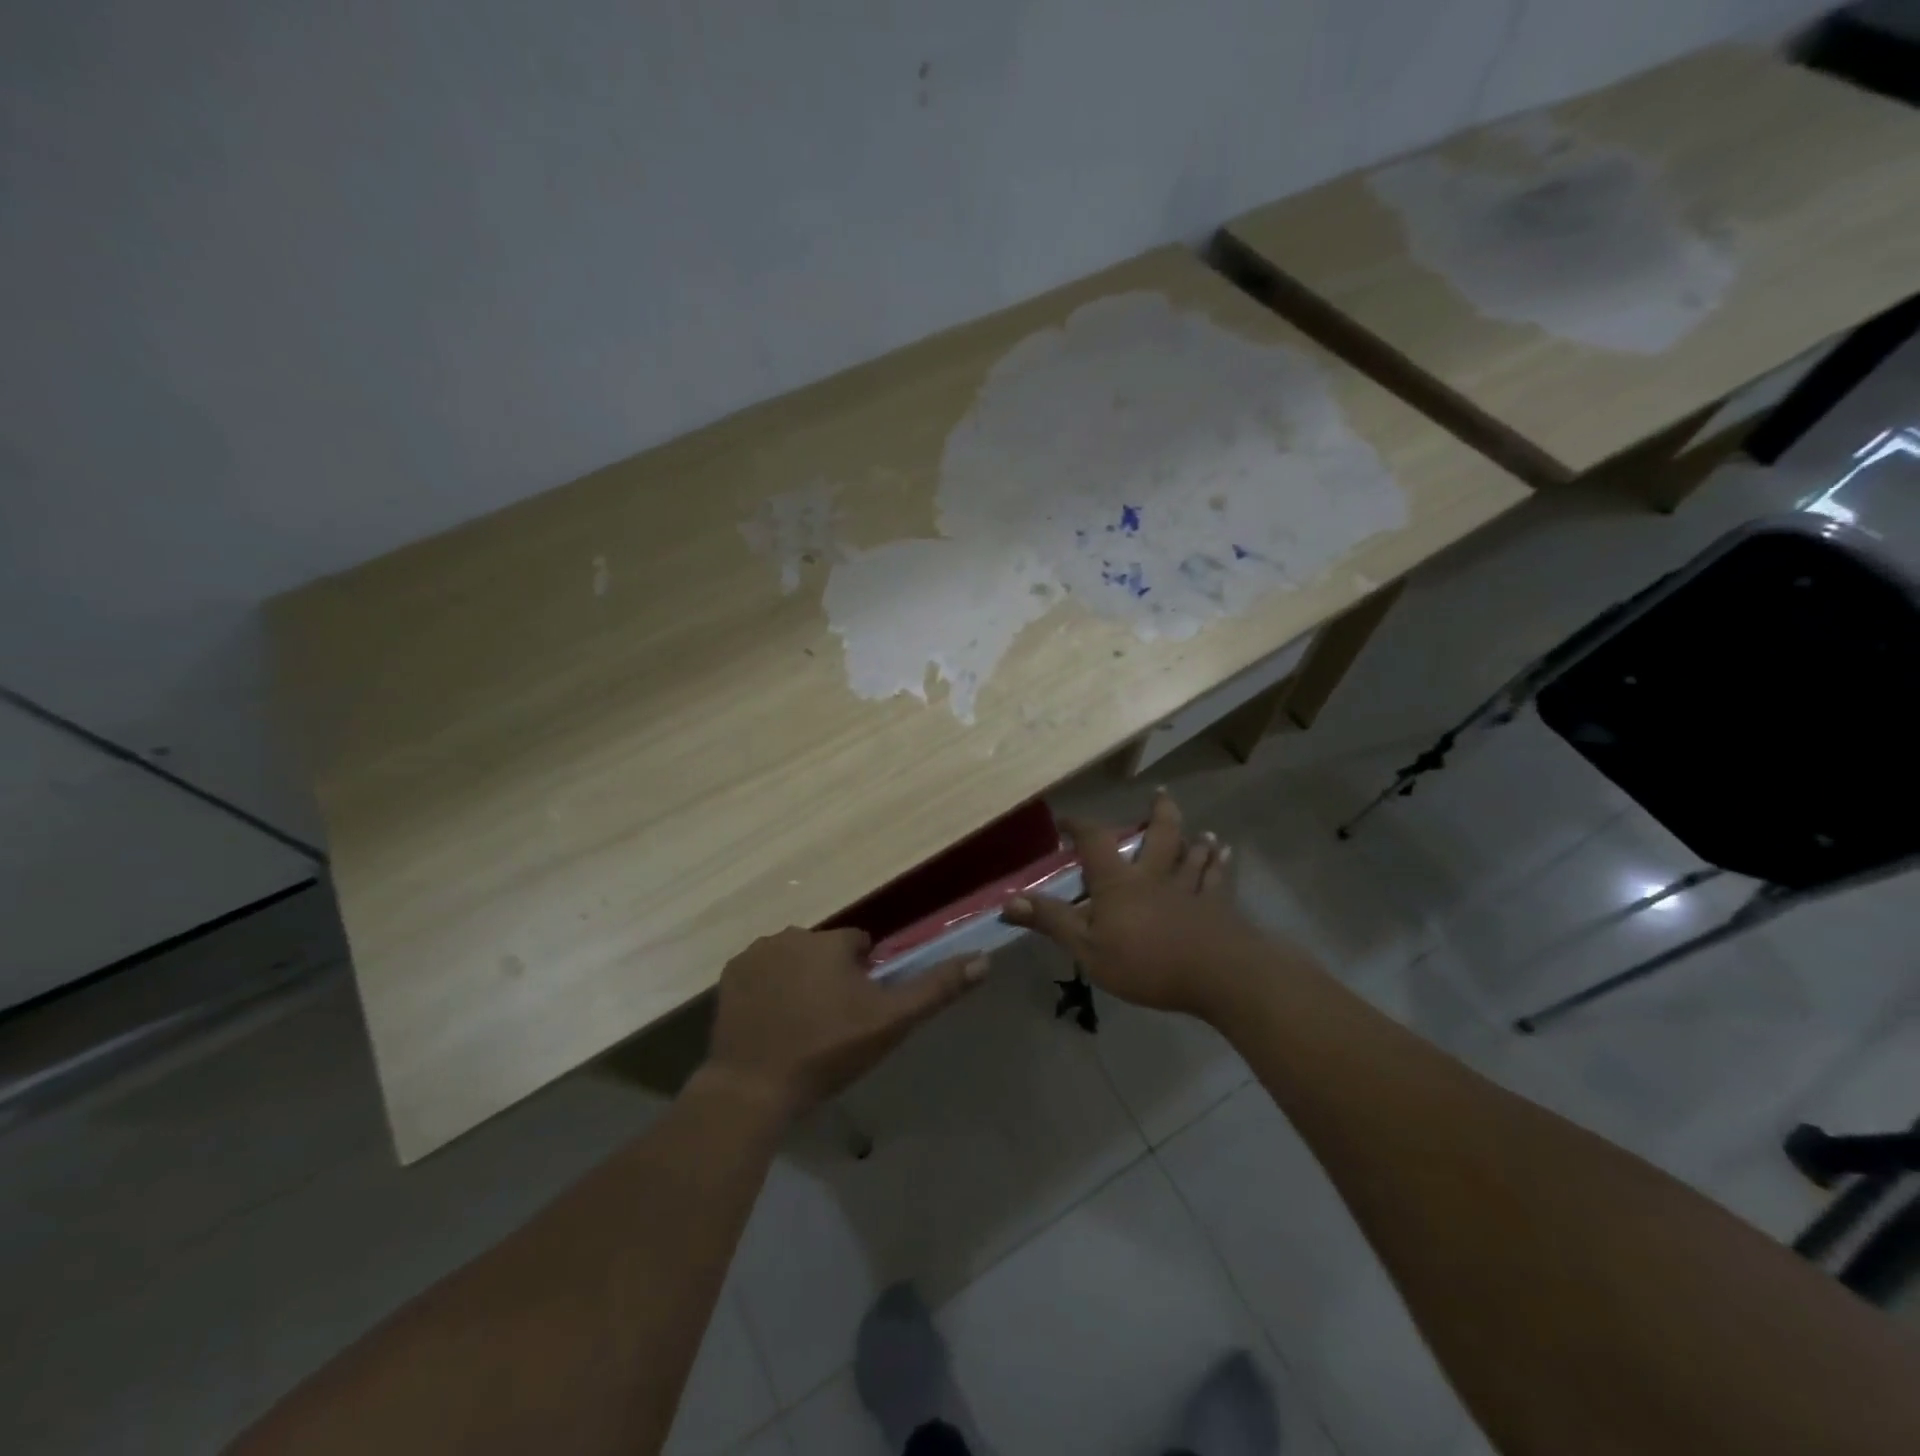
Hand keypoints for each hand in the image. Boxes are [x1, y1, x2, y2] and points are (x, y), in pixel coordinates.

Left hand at [704, 926, 985, 1118]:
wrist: (754, 1088)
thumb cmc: (827, 1050)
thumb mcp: (891, 1022)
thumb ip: (937, 988)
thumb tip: (984, 959)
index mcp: (831, 941)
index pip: (859, 945)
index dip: (865, 976)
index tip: (860, 1010)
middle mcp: (791, 935)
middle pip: (824, 950)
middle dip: (831, 976)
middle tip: (831, 1023)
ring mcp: (755, 954)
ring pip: (792, 959)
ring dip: (800, 980)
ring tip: (800, 1027)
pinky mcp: (729, 976)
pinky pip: (762, 973)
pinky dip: (769, 989)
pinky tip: (772, 1024)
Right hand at [1003, 789, 1267, 1020]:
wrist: (1216, 974)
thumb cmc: (1145, 962)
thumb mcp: (1086, 947)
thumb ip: (1051, 921)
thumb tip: (1008, 900)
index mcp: (1119, 881)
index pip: (1095, 841)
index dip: (1080, 826)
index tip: (1067, 819)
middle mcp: (1155, 875)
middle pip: (1160, 836)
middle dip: (1158, 813)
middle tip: (1160, 793)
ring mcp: (1190, 889)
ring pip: (1193, 855)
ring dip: (1195, 840)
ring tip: (1201, 830)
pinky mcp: (1217, 908)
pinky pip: (1218, 880)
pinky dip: (1220, 865)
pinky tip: (1226, 856)